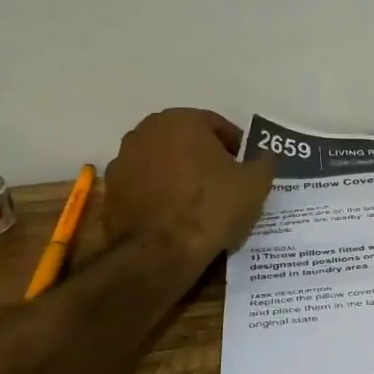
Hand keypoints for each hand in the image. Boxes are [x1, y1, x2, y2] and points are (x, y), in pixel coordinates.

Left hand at [100, 109, 272, 262]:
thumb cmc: (211, 207)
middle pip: (186, 141)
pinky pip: (145, 186)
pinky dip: (159, 194)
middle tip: (225, 183)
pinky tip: (176, 216)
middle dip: (205, 157)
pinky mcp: (111, 191)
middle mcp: (146, 131)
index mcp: (181, 120)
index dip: (236, 147)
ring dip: (180, 175)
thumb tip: (263, 156)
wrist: (160, 253)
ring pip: (163, 162)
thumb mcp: (255, 184)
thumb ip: (263, 162)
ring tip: (200, 203)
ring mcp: (123, 161)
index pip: (217, 126)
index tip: (246, 169)